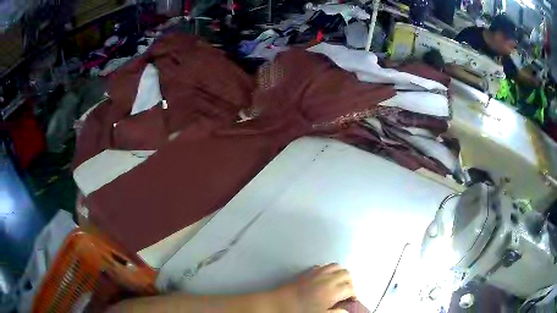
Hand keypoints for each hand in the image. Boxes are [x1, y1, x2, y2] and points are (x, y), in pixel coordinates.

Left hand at [278, 264, 355, 312]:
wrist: (278, 304)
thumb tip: (346, 311)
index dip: (354, 294)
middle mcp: (327, 279)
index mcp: (332, 292)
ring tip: (338, 282)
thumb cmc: (300, 312)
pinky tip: (325, 278)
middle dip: (349, 281)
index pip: (350, 288)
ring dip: (340, 273)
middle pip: (346, 273)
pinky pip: (323, 266)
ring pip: (336, 266)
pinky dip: (328, 270)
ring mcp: (317, 273)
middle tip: (346, 291)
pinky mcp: (308, 271)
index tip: (351, 300)